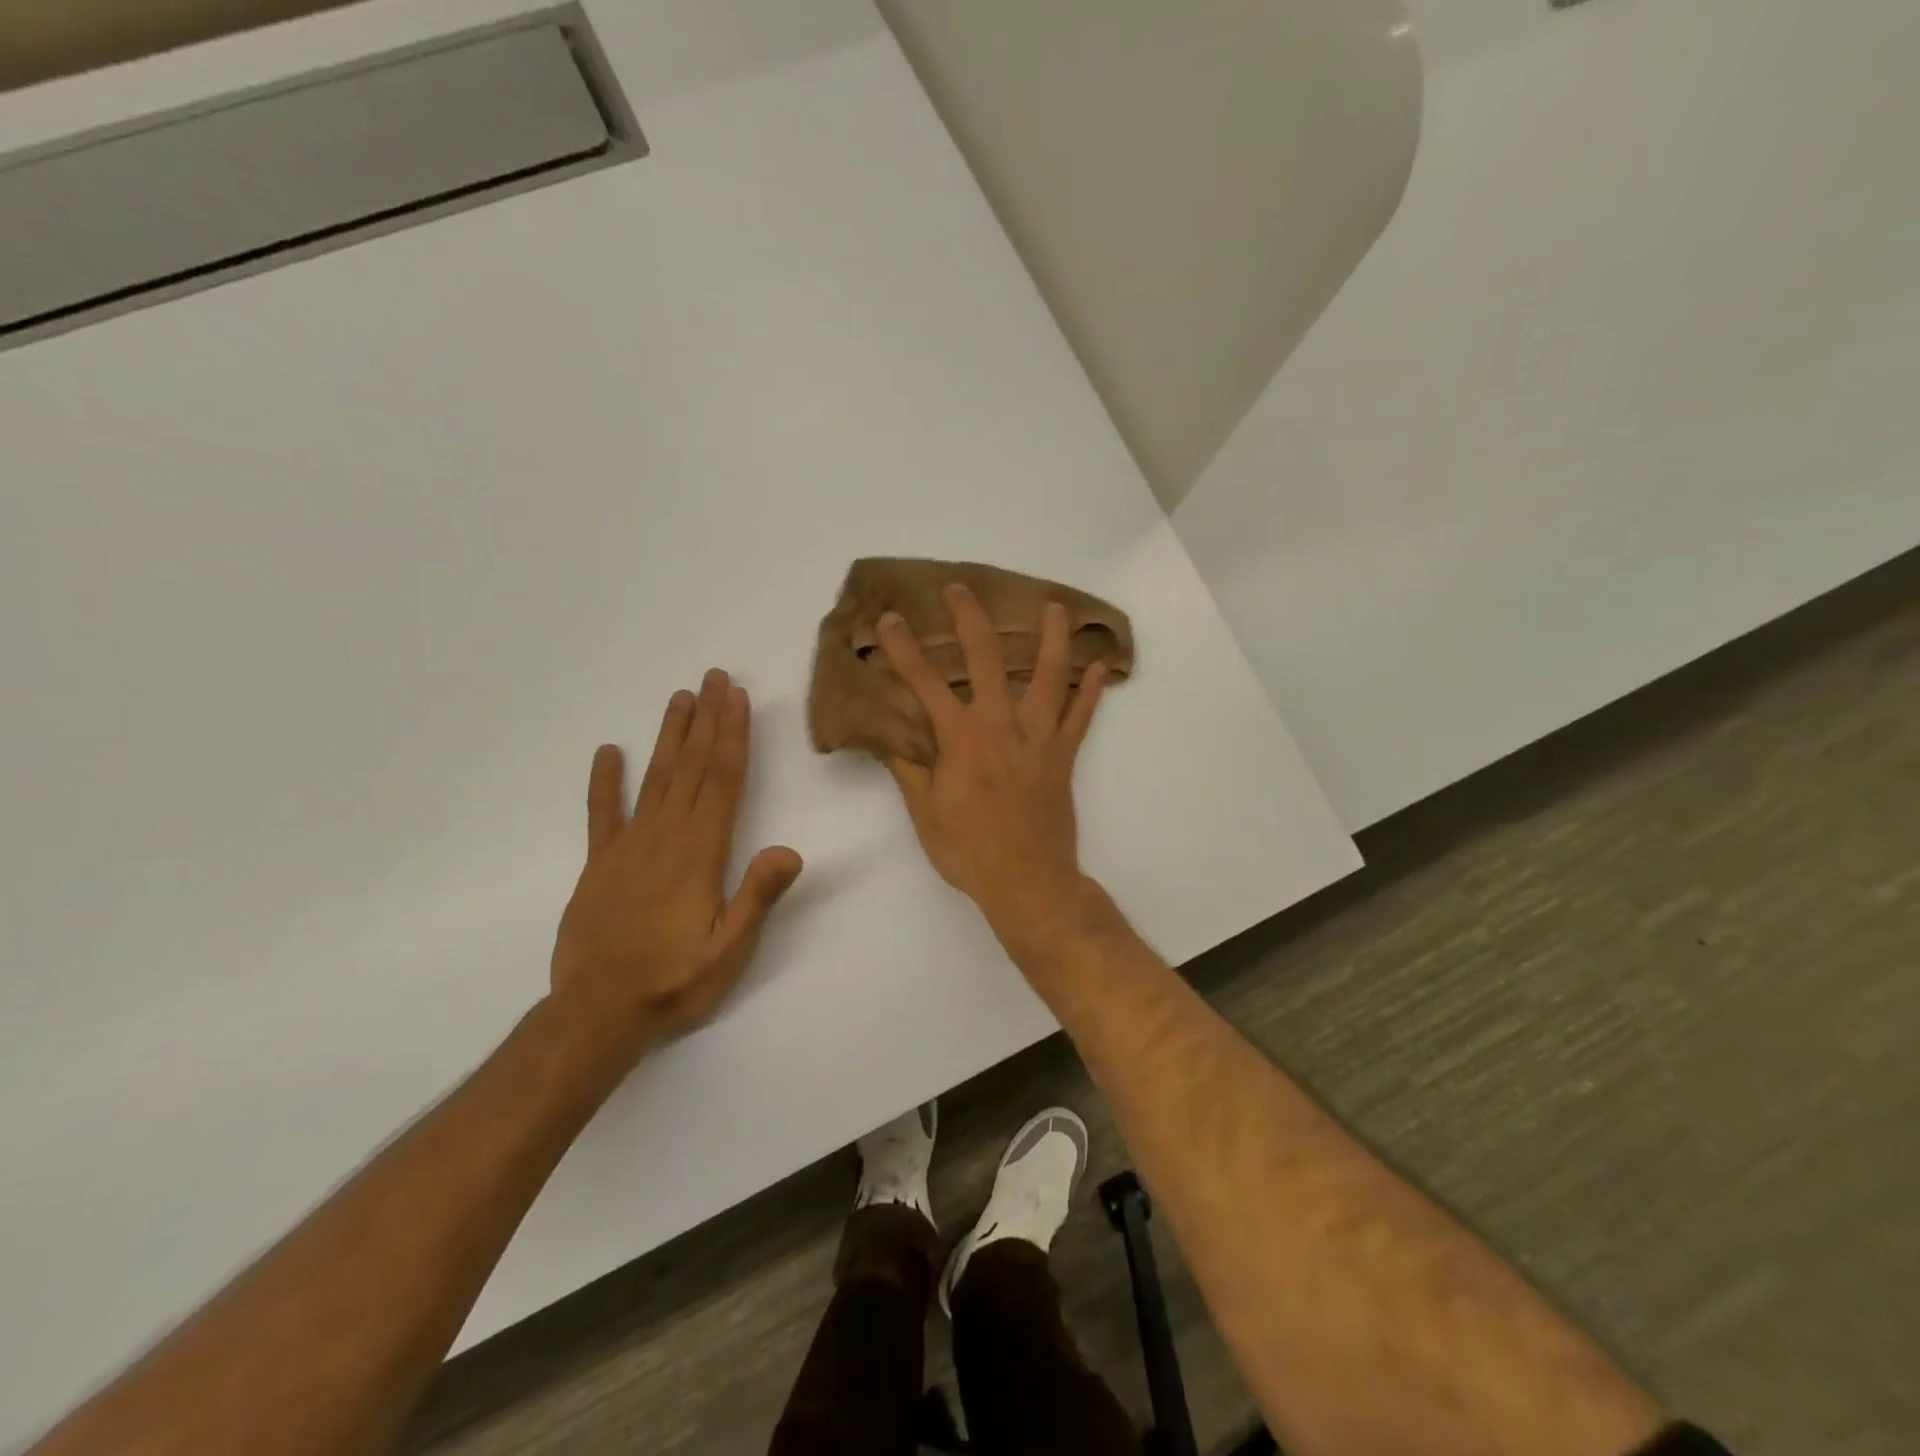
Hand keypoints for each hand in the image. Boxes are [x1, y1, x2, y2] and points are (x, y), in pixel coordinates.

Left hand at [551, 670, 802, 1049]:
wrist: (597, 1014)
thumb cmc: (674, 981)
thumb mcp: (729, 948)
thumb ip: (758, 896)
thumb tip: (790, 849)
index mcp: (701, 852)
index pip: (723, 780)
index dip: (733, 735)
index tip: (737, 697)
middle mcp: (665, 836)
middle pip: (692, 767)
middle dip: (707, 720)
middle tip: (713, 677)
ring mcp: (628, 847)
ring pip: (655, 779)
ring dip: (670, 736)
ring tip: (680, 698)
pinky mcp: (599, 864)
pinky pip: (602, 814)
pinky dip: (605, 782)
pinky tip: (609, 752)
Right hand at [879, 584, 1107, 928]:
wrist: (1027, 880)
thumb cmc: (968, 849)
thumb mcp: (924, 812)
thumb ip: (908, 768)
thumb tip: (888, 737)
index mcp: (961, 738)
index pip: (925, 682)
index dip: (905, 649)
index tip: (892, 619)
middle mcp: (1000, 725)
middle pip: (986, 659)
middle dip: (970, 619)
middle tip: (961, 589)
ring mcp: (1039, 737)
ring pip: (1049, 676)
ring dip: (1052, 638)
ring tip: (1055, 607)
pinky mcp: (1064, 756)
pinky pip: (1081, 717)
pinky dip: (1091, 691)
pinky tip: (1101, 666)